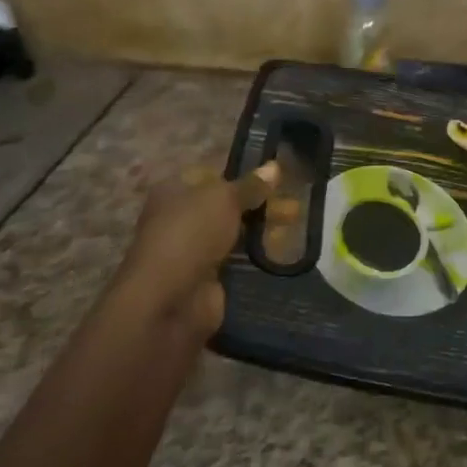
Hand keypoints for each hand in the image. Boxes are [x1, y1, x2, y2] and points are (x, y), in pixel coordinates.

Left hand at [111, 162, 275, 345]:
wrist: (170, 300)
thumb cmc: (190, 235)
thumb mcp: (223, 199)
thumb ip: (250, 185)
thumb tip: (274, 166)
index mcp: (174, 192)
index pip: (211, 176)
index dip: (242, 175)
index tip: (275, 177)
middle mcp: (180, 219)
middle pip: (226, 206)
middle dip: (259, 204)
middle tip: (293, 204)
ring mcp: (194, 251)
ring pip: (235, 234)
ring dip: (262, 231)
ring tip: (296, 225)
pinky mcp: (209, 279)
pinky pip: (239, 261)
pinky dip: (259, 257)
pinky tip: (286, 251)